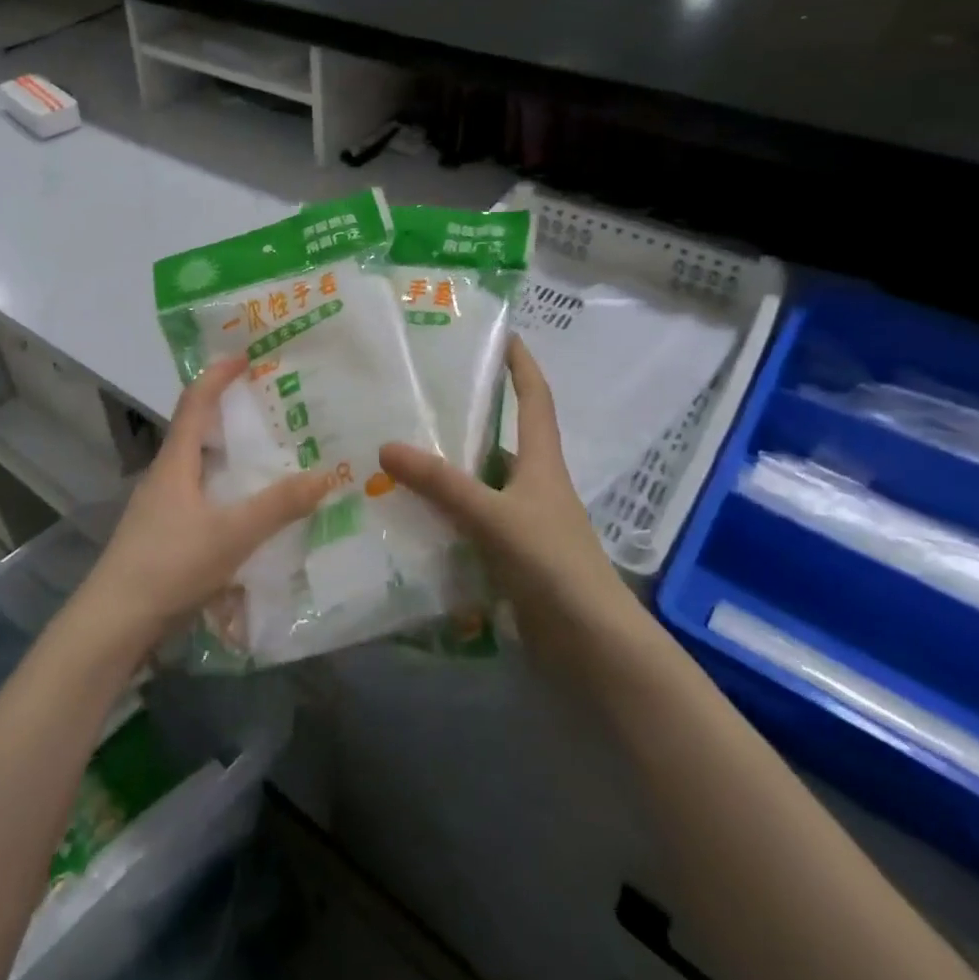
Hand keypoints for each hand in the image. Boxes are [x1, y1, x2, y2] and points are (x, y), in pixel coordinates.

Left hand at [82, 356, 331, 643]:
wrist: (114, 622)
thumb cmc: (170, 564)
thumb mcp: (232, 534)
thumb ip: (279, 506)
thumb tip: (326, 475)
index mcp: (175, 461)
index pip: (195, 401)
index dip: (218, 375)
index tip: (244, 356)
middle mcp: (165, 475)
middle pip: (196, 430)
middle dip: (229, 412)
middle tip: (268, 407)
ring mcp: (160, 506)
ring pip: (198, 465)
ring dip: (228, 454)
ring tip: (264, 455)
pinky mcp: (162, 534)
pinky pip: (199, 495)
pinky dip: (224, 488)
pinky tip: (245, 510)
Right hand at [379, 338, 645, 673]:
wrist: (592, 645)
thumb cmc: (553, 564)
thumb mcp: (494, 516)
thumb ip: (442, 484)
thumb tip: (386, 446)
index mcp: (541, 461)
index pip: (535, 398)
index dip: (521, 364)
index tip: (502, 334)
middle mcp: (533, 484)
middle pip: (499, 440)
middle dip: (465, 420)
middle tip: (415, 402)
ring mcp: (523, 523)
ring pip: (479, 485)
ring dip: (447, 474)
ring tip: (396, 457)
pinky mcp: (511, 557)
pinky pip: (470, 524)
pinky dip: (445, 517)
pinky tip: (410, 517)